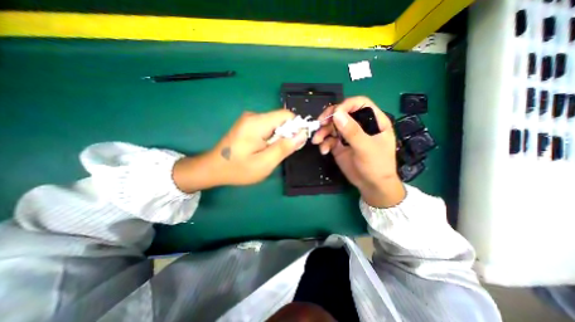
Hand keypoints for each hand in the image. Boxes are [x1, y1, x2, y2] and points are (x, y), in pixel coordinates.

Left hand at [176, 110, 306, 192]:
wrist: (213, 168)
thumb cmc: (238, 169)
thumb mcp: (265, 163)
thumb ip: (284, 147)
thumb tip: (302, 134)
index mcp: (257, 123)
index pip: (286, 115)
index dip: (296, 127)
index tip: (295, 144)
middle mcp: (253, 116)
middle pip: (280, 119)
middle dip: (286, 135)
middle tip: (280, 153)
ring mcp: (249, 119)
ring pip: (274, 124)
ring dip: (278, 138)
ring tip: (270, 153)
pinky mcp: (247, 125)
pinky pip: (267, 127)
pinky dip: (271, 137)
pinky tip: (263, 149)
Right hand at [310, 95, 402, 207]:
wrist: (371, 185)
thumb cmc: (376, 166)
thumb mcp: (366, 148)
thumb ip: (352, 131)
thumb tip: (336, 114)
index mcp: (373, 121)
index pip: (360, 104)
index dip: (346, 105)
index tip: (334, 114)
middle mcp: (360, 125)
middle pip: (342, 113)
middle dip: (330, 118)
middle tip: (320, 124)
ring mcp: (348, 135)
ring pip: (333, 126)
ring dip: (323, 132)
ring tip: (317, 140)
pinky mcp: (340, 145)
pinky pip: (329, 139)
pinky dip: (324, 143)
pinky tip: (323, 150)